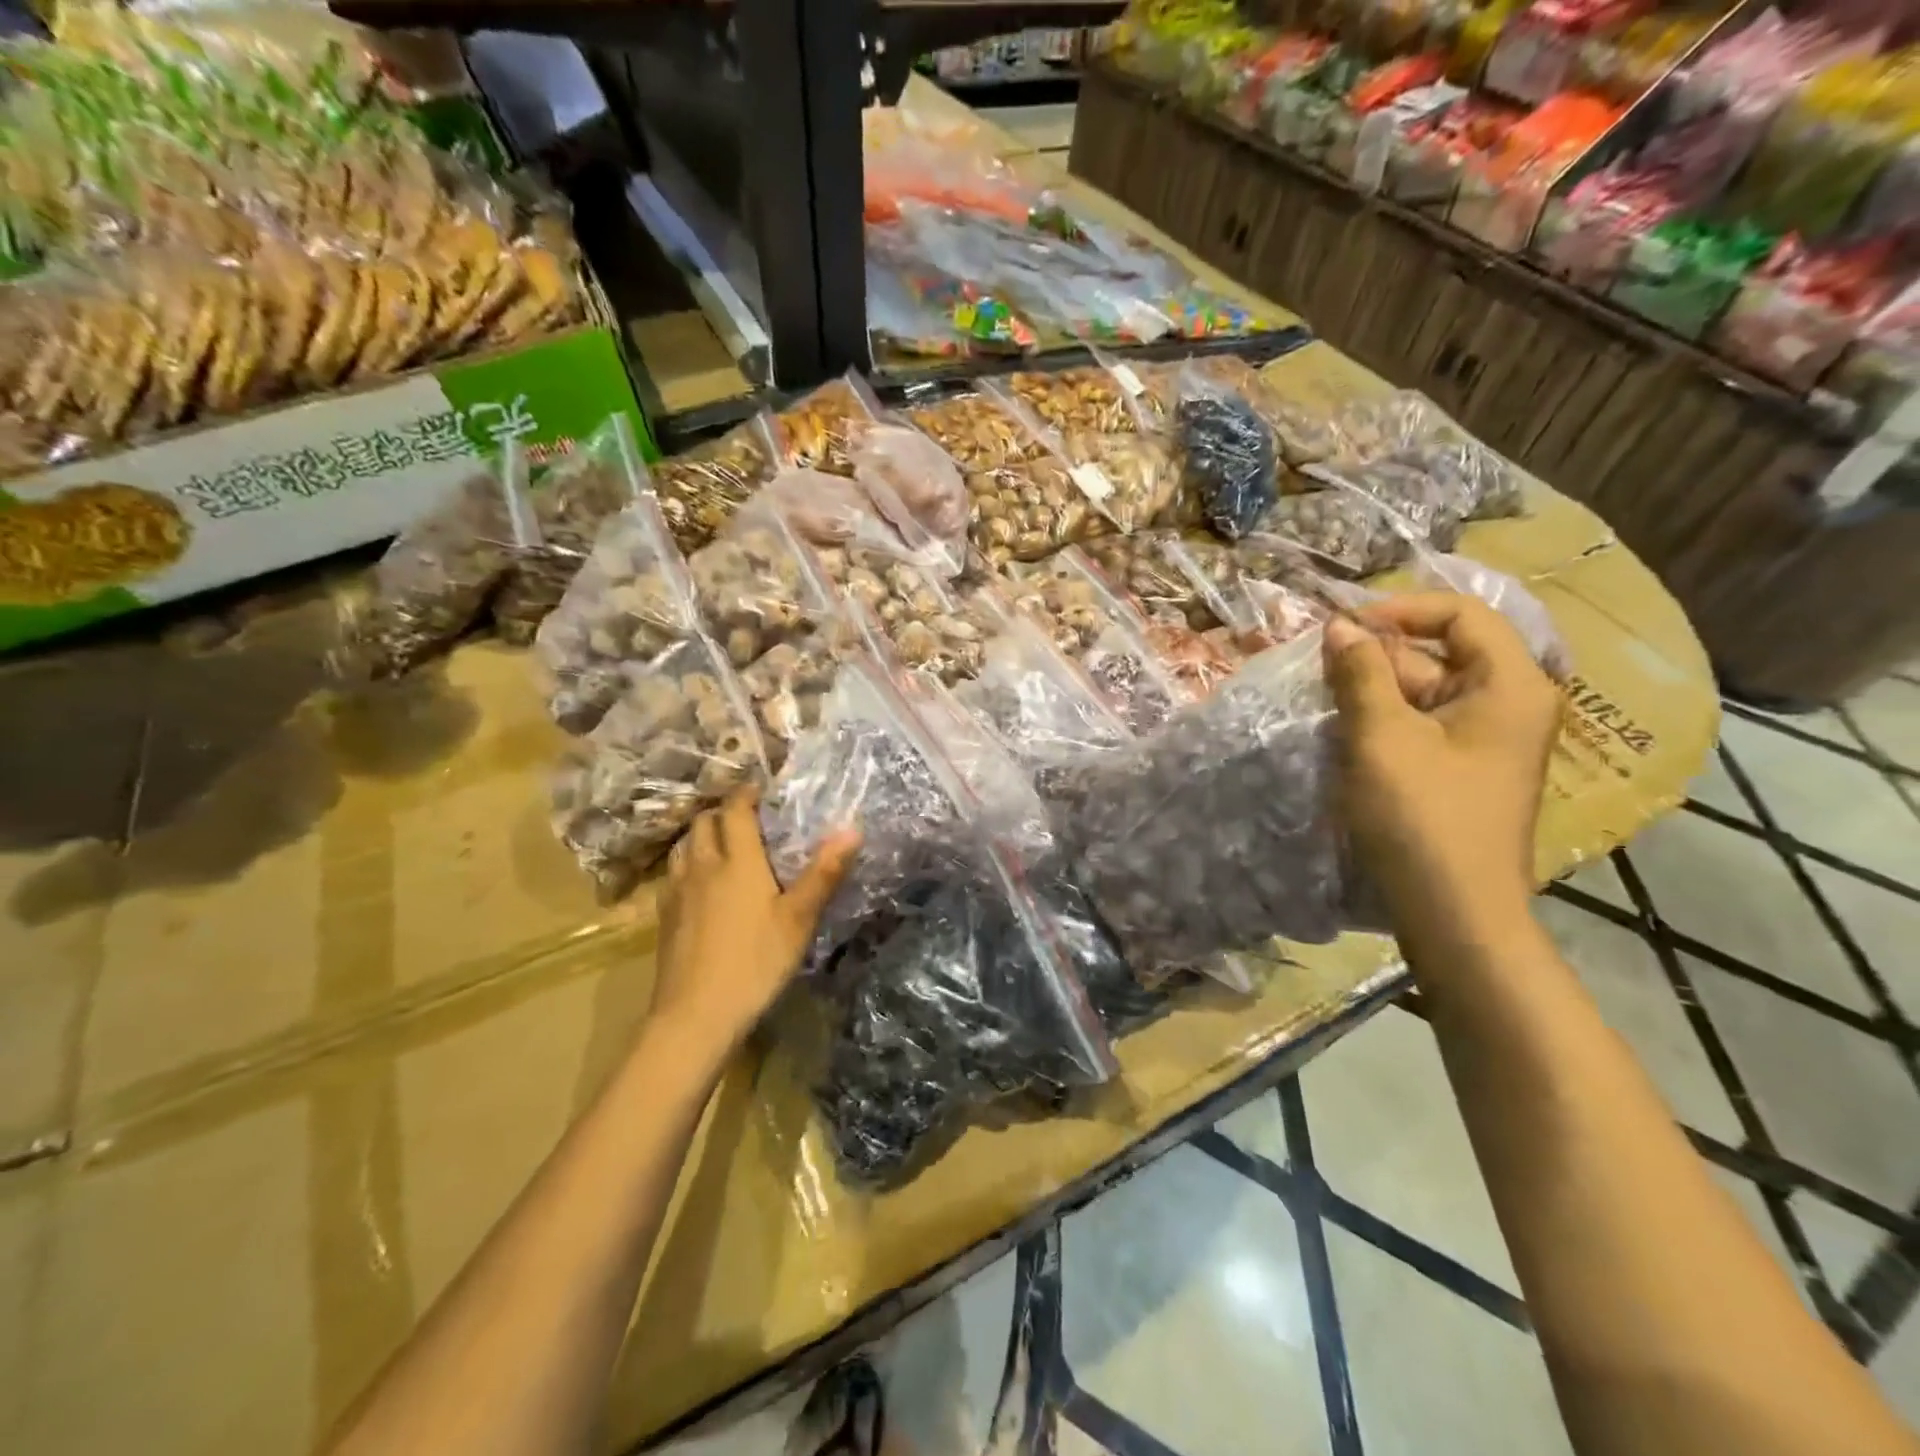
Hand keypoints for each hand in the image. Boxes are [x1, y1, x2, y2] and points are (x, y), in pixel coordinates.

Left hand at [653, 788, 859, 1054]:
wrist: (696, 1014)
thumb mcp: (799, 919)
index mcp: (738, 861)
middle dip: (723, 812)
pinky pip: (673, 873)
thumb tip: (852, 829)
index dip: (746, 794)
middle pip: (704, 823)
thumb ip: (824, 872)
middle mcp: (703, 867)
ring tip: (721, 843)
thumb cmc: (755, 962)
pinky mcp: (664, 916)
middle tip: (746, 817)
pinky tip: (699, 883)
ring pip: (684, 846)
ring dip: (701, 835)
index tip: (761, 788)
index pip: (735, 811)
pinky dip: (687, 863)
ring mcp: (678, 891)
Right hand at [1323, 593, 1562, 933]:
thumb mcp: (1382, 736)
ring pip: (1423, 691)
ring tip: (1323, 700)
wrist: (1454, 913)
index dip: (1400, 610)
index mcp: (1510, 685)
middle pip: (1439, 653)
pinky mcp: (1462, 769)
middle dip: (1376, 655)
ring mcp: (1486, 740)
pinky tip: (1344, 732)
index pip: (1461, 615)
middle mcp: (1508, 704)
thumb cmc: (1422, 816)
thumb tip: (1339, 626)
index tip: (1343, 627)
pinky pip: (1421, 724)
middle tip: (1318, 668)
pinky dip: (1382, 721)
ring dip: (1372, 690)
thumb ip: (1360, 673)